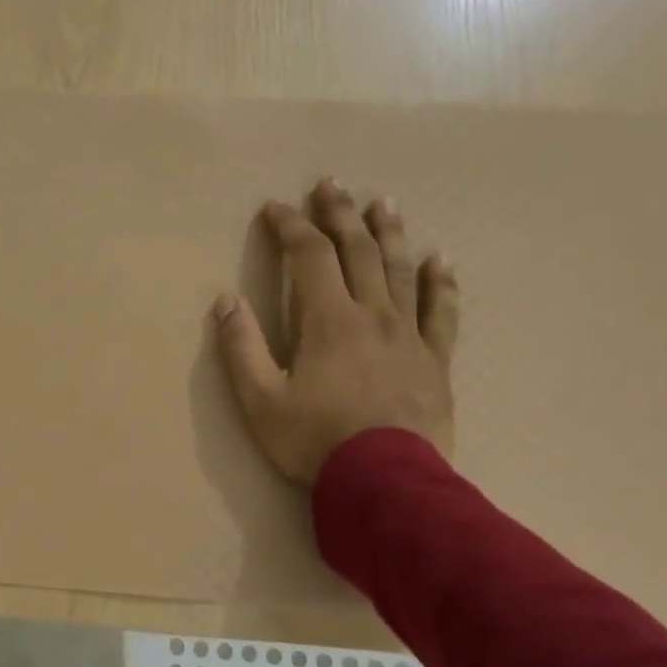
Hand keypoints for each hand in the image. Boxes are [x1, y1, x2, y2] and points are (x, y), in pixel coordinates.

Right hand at [212, 178, 458, 485]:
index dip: (290, 226)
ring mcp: (408, 334)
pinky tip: (441, 259)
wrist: (387, 482)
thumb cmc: (314, 441)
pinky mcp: (434, 359)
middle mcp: (371, 314)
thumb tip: (226, 300)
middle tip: (330, 184)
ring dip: (389, 232)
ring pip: (401, 270)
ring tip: (382, 203)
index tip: (274, 207)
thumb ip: (241, 347)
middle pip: (358, 251)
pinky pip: (441, 310)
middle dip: (339, 214)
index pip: (309, 256)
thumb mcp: (259, 400)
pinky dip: (440, 282)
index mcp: (328, 320)